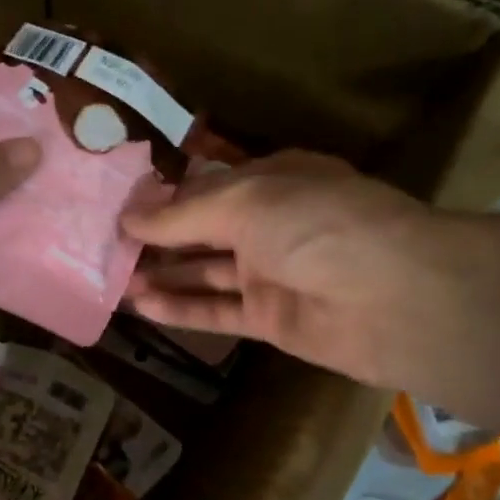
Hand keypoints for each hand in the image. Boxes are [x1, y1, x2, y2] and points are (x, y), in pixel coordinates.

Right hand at [121, 151, 435, 388]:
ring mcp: (272, 273)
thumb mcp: (246, 201)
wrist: (396, 299)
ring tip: (111, 277)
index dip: (163, 195)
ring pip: (205, 271)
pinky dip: (181, 308)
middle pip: (202, 229)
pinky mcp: (271, 319)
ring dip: (162, 273)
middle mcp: (271, 224)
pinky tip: (141, 305)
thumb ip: (182, 214)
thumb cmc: (319, 226)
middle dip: (156, 237)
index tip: (116, 205)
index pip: (207, 185)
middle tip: (103, 245)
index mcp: (273, 180)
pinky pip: (217, 311)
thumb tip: (127, 218)